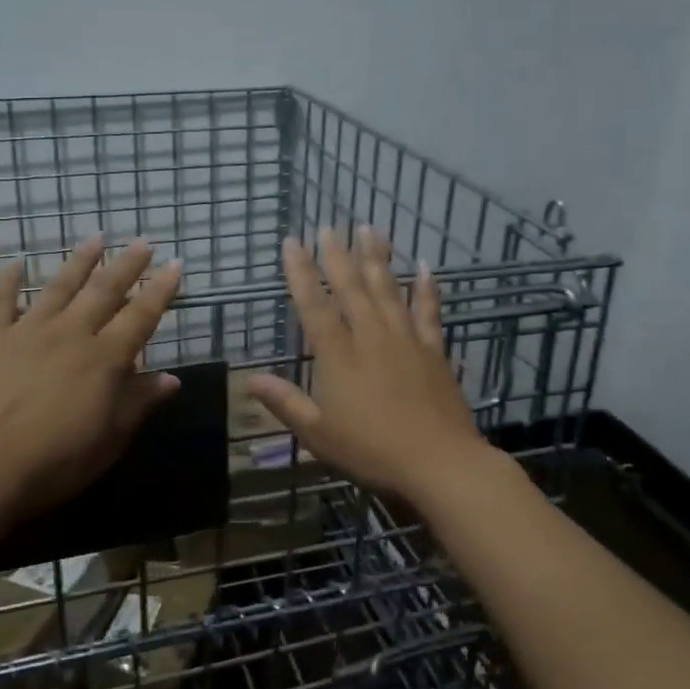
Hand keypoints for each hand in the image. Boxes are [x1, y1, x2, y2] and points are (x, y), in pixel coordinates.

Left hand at [0, 236, 182, 527]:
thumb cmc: (53, 462)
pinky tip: (15, 263)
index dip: (161, 290)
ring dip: (80, 261)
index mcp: (104, 359)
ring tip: (96, 237)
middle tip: (142, 241)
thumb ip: (139, 403)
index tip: (175, 265)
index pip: (141, 315)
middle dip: (127, 264)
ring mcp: (27, 332)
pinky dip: (8, 281)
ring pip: (60, 287)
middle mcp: (70, 334)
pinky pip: (1, 303)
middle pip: (104, 291)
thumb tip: (171, 378)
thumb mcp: (109, 440)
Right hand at [248, 227, 495, 510]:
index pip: (314, 305)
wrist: (439, 462)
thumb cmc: (371, 450)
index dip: (300, 272)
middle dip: (336, 254)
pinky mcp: (433, 350)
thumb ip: (285, 402)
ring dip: (376, 257)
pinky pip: (428, 311)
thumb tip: (250, 380)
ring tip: (369, 228)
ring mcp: (406, 339)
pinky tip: (423, 266)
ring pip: (388, 289)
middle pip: (351, 287)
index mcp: (338, 355)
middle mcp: (370, 336)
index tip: (292, 242)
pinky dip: (426, 287)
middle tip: (328, 226)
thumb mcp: (318, 434)